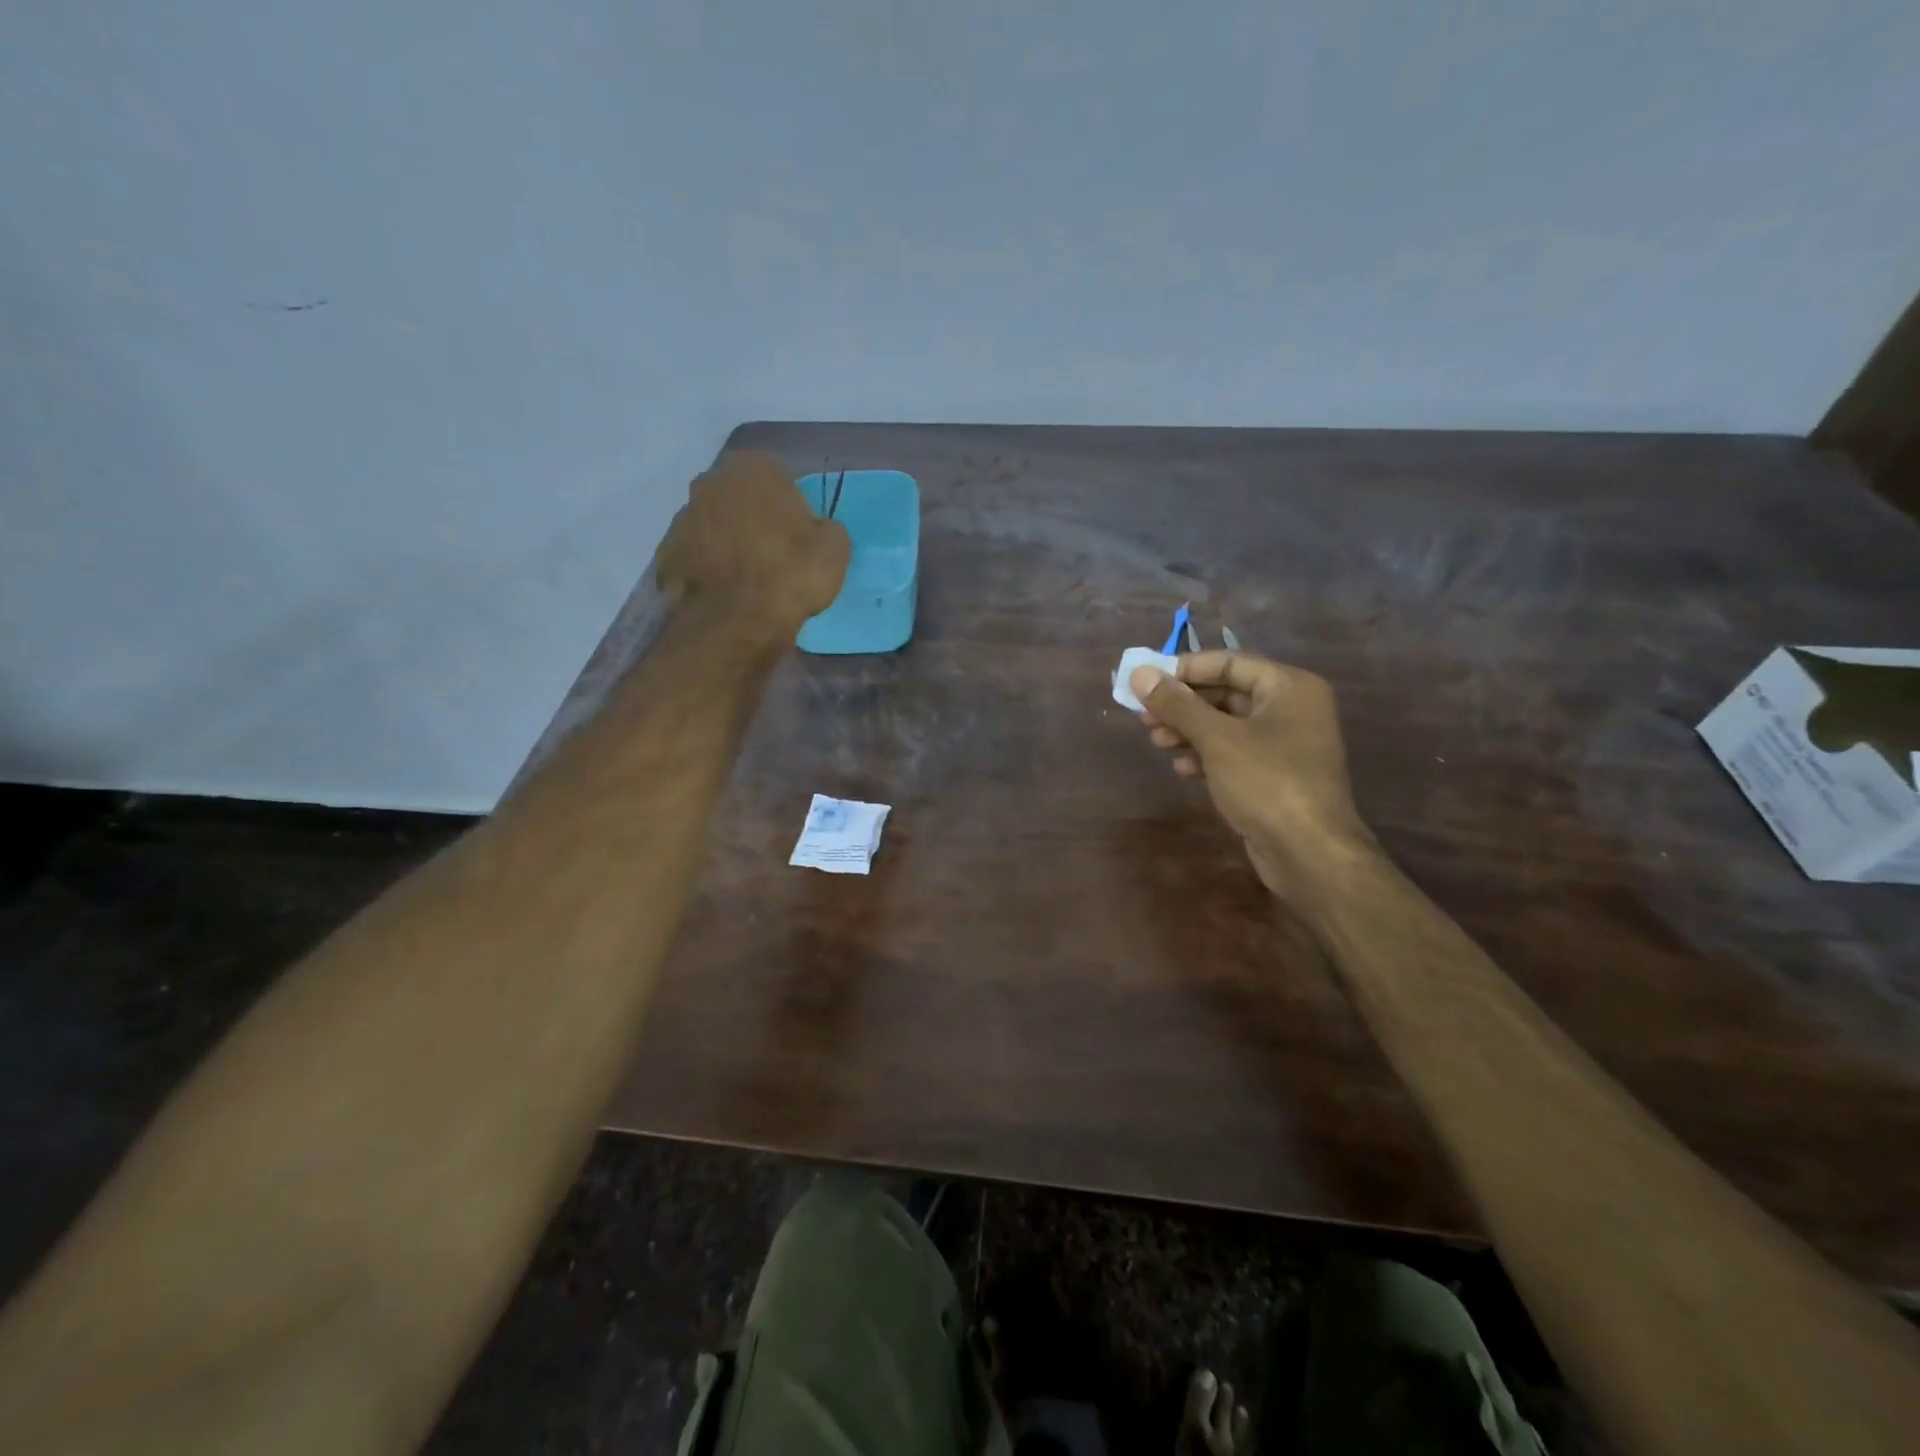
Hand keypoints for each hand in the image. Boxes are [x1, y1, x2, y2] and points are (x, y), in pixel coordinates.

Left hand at [656, 451, 850, 634]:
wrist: (737, 621)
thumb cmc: (791, 574)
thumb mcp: (835, 549)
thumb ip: (825, 528)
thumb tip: (815, 530)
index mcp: (753, 469)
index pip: (777, 478)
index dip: (790, 507)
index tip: (798, 536)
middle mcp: (710, 482)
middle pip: (738, 498)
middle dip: (751, 518)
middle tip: (772, 554)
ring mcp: (681, 518)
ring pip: (712, 526)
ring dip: (727, 543)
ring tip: (747, 579)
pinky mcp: (666, 555)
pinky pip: (695, 557)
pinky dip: (707, 569)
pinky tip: (725, 593)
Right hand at [1131, 652, 1378, 899]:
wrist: (1310, 853)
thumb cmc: (1266, 782)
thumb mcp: (1216, 739)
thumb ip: (1176, 704)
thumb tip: (1139, 673)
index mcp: (1289, 687)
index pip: (1229, 662)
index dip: (1184, 669)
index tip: (1146, 682)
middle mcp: (1292, 708)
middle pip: (1226, 693)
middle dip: (1183, 705)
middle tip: (1143, 716)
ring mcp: (1286, 744)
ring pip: (1227, 725)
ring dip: (1189, 731)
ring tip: (1156, 742)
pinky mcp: (1276, 776)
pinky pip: (1235, 753)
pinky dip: (1206, 755)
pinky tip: (1182, 769)